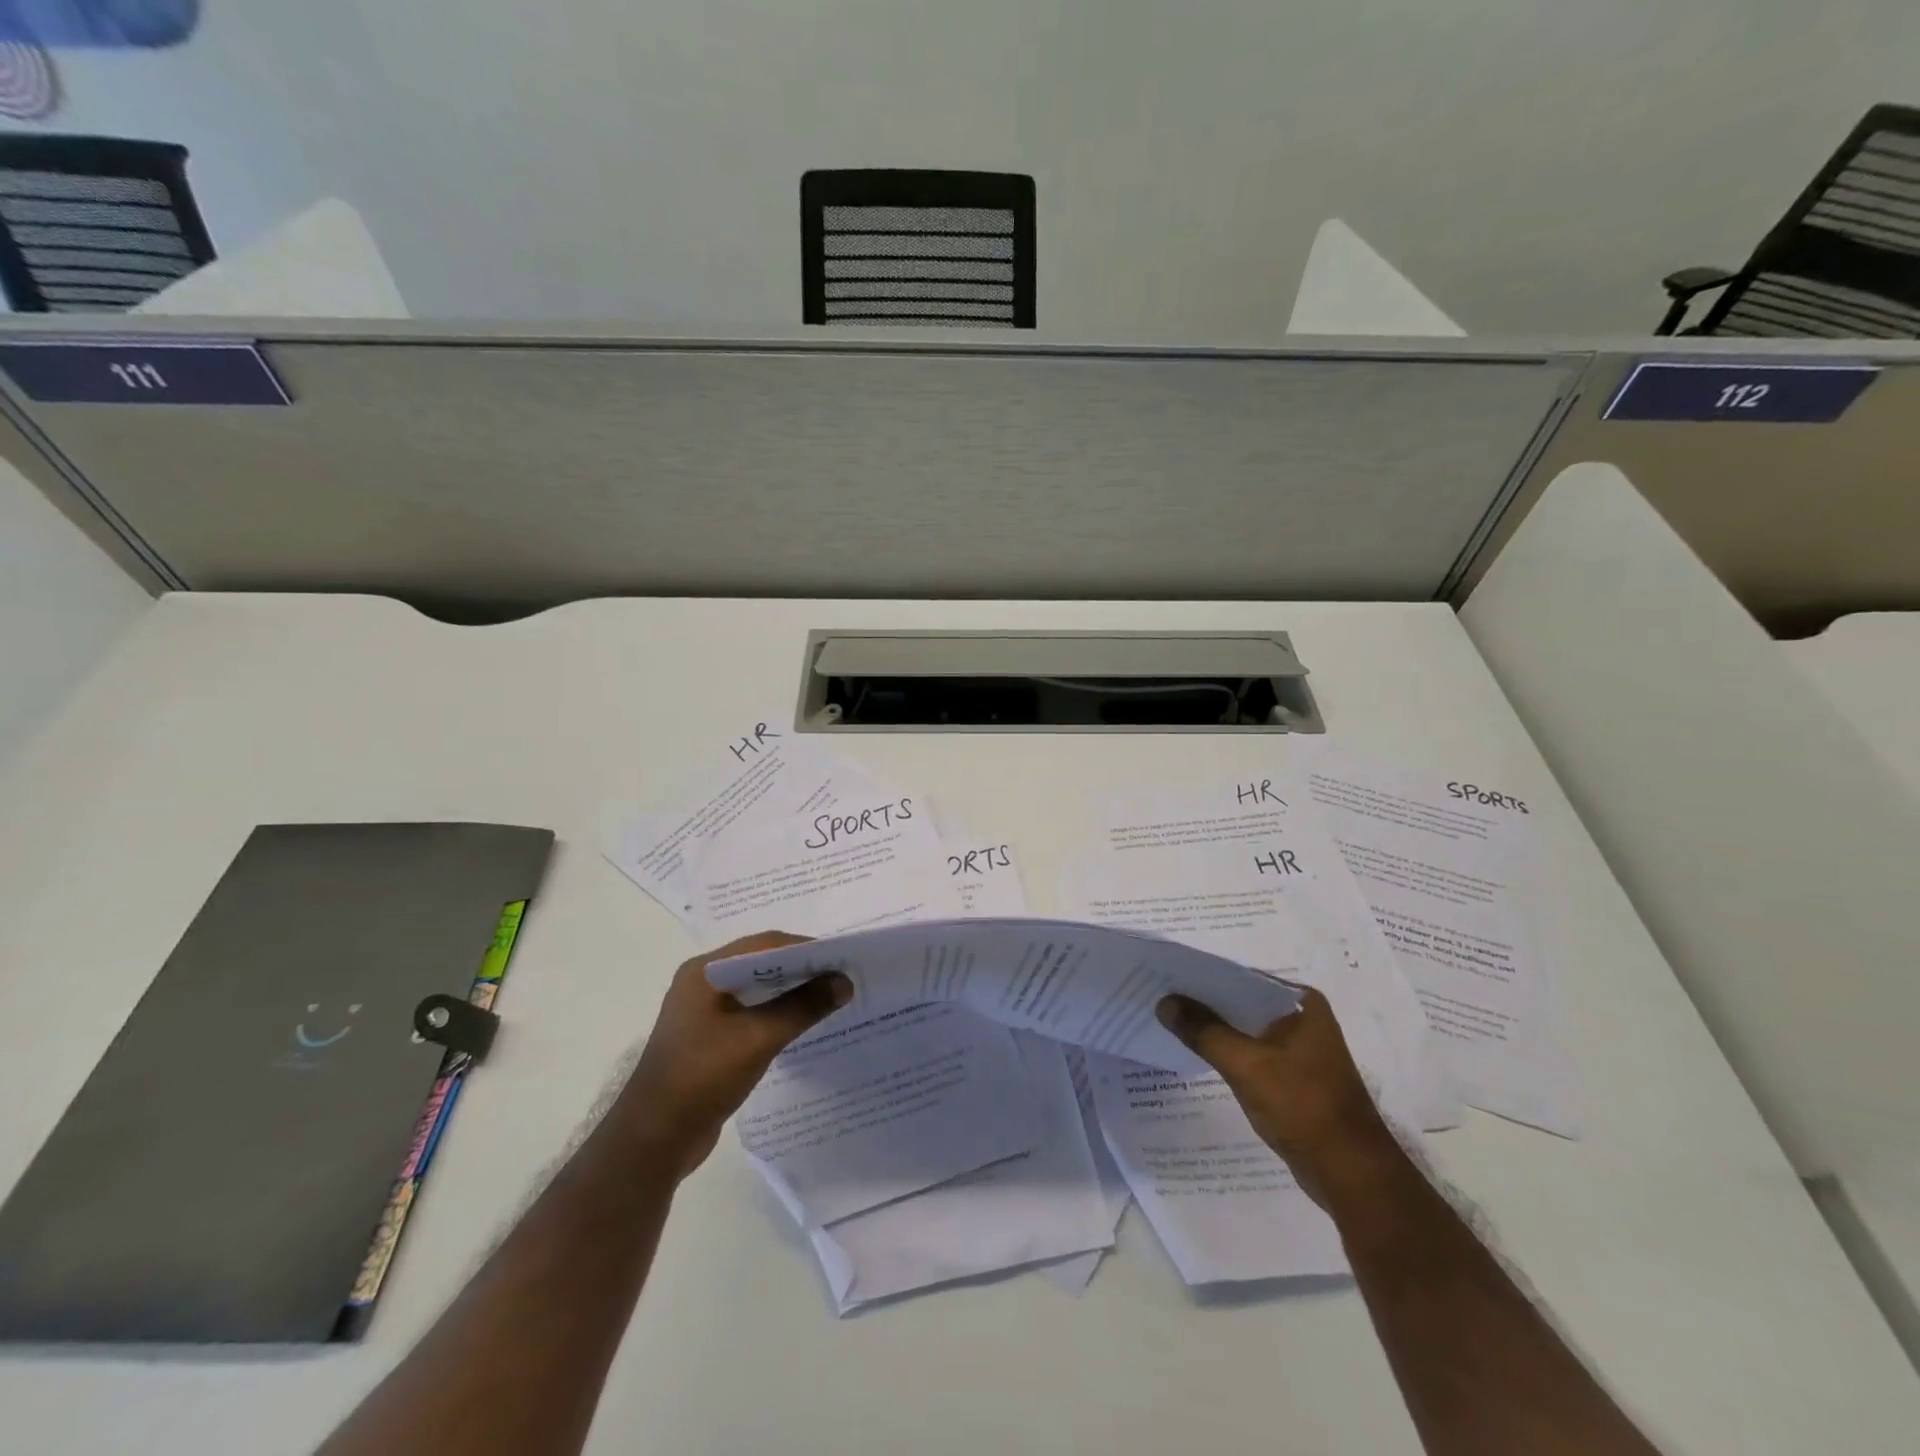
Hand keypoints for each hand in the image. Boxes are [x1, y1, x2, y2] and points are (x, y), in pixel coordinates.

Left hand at [614, 932, 850, 1176]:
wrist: (654, 1140)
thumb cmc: (702, 1076)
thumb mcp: (759, 1037)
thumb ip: (803, 1006)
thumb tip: (844, 982)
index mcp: (705, 971)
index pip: (764, 945)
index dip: (805, 948)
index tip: (842, 957)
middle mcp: (702, 983)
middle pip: (760, 963)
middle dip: (801, 968)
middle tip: (841, 975)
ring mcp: (703, 1012)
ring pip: (757, 989)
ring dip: (791, 991)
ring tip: (829, 996)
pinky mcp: (709, 1038)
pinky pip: (750, 1013)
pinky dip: (777, 1012)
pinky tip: (802, 1023)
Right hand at [1156, 987, 1398, 1208]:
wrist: (1350, 1175)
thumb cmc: (1303, 1107)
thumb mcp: (1246, 1065)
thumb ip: (1204, 1031)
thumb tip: (1164, 1002)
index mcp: (1301, 1002)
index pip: (1240, 977)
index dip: (1201, 975)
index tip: (1164, 974)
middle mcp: (1302, 1017)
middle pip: (1240, 1001)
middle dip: (1203, 1002)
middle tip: (1157, 995)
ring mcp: (1299, 1048)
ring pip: (1244, 1028)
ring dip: (1212, 1028)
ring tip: (1168, 1020)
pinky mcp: (1292, 1075)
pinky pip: (1250, 1051)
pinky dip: (1225, 1050)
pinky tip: (1195, 1051)